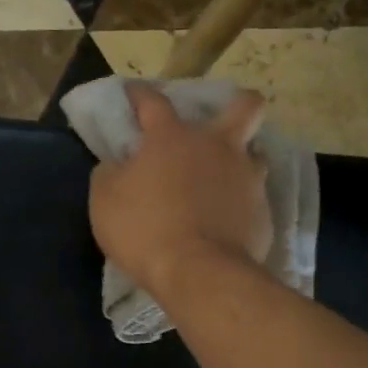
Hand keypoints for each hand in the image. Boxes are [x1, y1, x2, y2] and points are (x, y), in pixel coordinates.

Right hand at [89, 83, 272, 296]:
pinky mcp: (263, 212)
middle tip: (220, 123)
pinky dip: (241, 205)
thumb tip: (117, 163)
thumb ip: (111, 172)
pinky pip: (254, 199)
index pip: (153, 100)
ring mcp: (247, 177)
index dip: (140, 95)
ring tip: (223, 182)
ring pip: (256, 154)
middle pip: (244, 106)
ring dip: (240, 162)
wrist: (200, 273)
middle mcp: (217, 146)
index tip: (133, 95)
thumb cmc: (145, 230)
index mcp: (173, 137)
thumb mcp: (105, 200)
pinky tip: (228, 222)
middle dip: (237, 104)